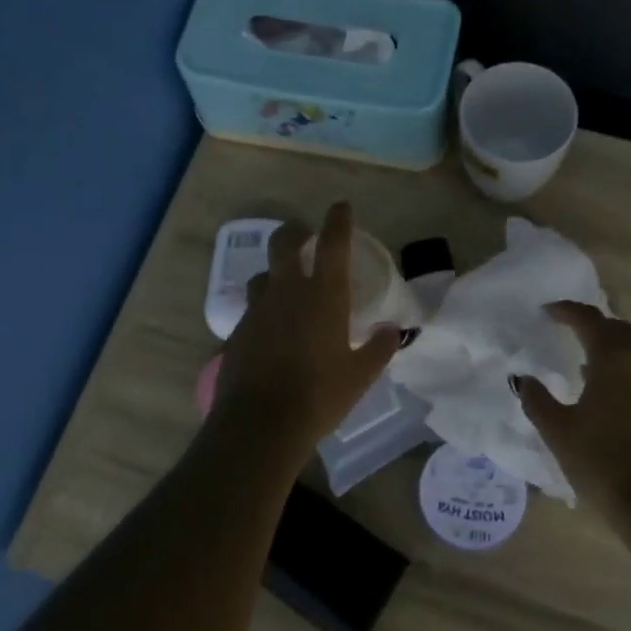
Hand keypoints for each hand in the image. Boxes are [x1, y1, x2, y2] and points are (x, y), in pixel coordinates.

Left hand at [211, 202, 402, 454]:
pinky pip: (252, 308)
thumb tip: (392, 331)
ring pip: (263, 275)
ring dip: (275, 272)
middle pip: (284, 243)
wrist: (260, 423)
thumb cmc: (319, 396)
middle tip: (304, 233)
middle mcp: (287, 292)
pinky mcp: (238, 331)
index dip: (337, 220)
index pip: (332, 243)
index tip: (340, 207)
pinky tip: (272, 328)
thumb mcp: (360, 376)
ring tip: (286, 285)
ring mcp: (258, 310)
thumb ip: (379, 349)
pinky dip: (264, 308)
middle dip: (295, 231)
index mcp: (323, 295)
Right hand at [515, 302, 630, 518]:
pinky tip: (622, 404)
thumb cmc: (603, 463)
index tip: (549, 312)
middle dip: (597, 327)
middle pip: (621, 330)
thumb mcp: (558, 432)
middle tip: (574, 335)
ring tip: (594, 371)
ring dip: (618, 354)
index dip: (566, 311)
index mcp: (615, 359)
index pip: (589, 319)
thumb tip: (524, 379)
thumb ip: (537, 400)